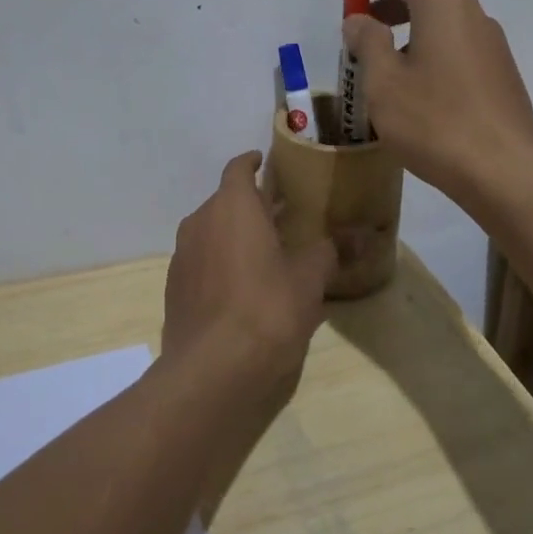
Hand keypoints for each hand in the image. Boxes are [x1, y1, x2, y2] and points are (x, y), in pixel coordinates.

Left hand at [161, 152, 335, 401]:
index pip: (238, 168)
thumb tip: (358, 236)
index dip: (253, 162)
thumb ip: (329, 251)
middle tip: (280, 216)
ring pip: (211, 231)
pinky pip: (201, 262)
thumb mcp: (309, 278)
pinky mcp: (174, 289)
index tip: (266, 162)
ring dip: (234, 235)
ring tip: (264, 252)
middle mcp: (200, 221)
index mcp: (232, 206)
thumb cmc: (267, 309)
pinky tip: (242, 289)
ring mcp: (183, 256)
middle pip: (225, 201)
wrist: (212, 371)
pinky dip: (220, 263)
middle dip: (250, 204)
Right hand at [340, 0, 532, 207]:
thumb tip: (359, 19)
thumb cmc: (434, 121)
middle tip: (360, 31)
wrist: (503, 172)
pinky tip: (417, 90)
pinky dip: (431, 52)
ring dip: (410, 32)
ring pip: (443, 24)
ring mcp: (492, 44)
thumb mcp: (384, 81)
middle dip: (389, 6)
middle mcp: (473, 14)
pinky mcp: (501, 73)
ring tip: (383, 66)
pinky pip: (458, 48)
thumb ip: (367, 42)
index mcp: (443, 5)